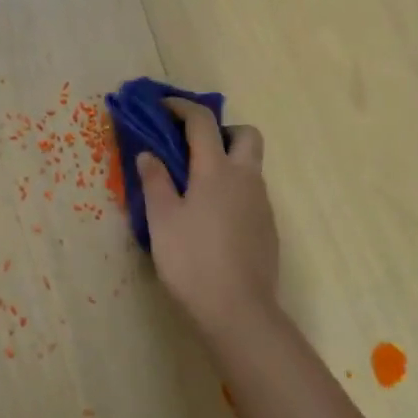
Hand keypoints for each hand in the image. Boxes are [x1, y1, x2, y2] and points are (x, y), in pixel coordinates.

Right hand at [137, 100, 277, 328]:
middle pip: (245, 135)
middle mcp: (246, 178)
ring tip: (196, 188)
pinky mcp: (268, 227)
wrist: (238, 310)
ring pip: (251, 166)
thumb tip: (149, 154)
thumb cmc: (192, 261)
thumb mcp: (162, 220)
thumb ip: (155, 182)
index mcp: (216, 170)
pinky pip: (252, 193)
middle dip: (222, 130)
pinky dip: (234, 190)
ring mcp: (262, 203)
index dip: (182, 107)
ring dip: (228, 162)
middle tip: (194, 148)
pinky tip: (213, 218)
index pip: (202, 122)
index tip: (163, 106)